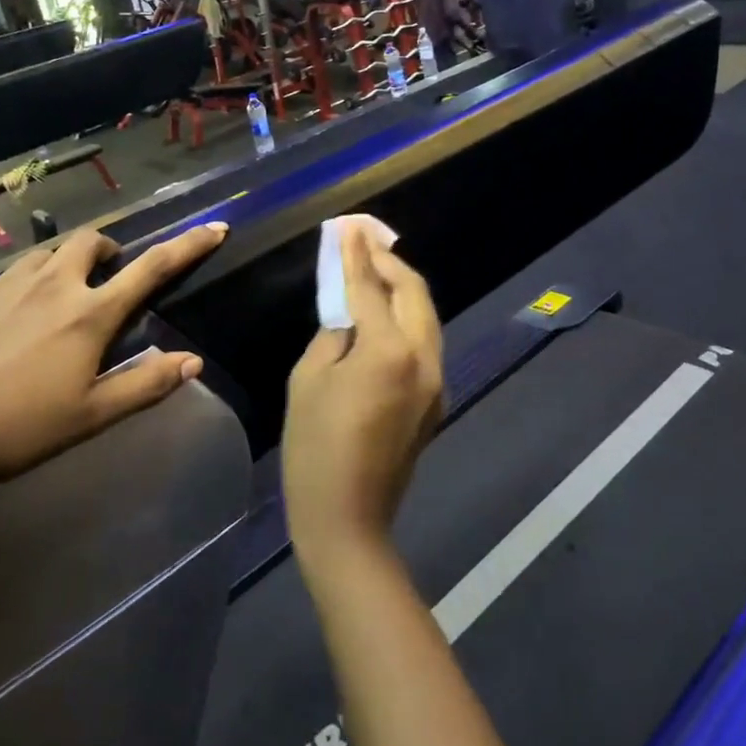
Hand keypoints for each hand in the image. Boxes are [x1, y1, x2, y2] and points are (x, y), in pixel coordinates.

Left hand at [0, 222, 228, 505]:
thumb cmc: (13, 429)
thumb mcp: (88, 417)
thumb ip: (145, 386)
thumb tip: (194, 361)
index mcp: (89, 313)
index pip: (152, 268)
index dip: (189, 245)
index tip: (216, 226)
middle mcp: (51, 284)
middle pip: (91, 241)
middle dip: (108, 250)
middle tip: (106, 279)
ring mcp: (3, 284)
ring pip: (45, 254)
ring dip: (63, 265)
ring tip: (55, 300)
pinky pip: (2, 278)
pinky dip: (18, 289)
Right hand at [282, 228, 444, 570]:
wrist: (348, 520)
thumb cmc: (314, 448)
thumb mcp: (309, 379)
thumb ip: (333, 334)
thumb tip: (349, 316)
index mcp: (388, 352)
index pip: (370, 288)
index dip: (356, 254)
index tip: (348, 226)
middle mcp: (423, 359)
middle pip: (414, 293)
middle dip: (389, 262)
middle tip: (364, 241)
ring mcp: (436, 381)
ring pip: (426, 315)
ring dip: (402, 288)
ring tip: (375, 268)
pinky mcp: (435, 399)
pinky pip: (424, 341)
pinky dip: (407, 317)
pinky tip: (384, 313)